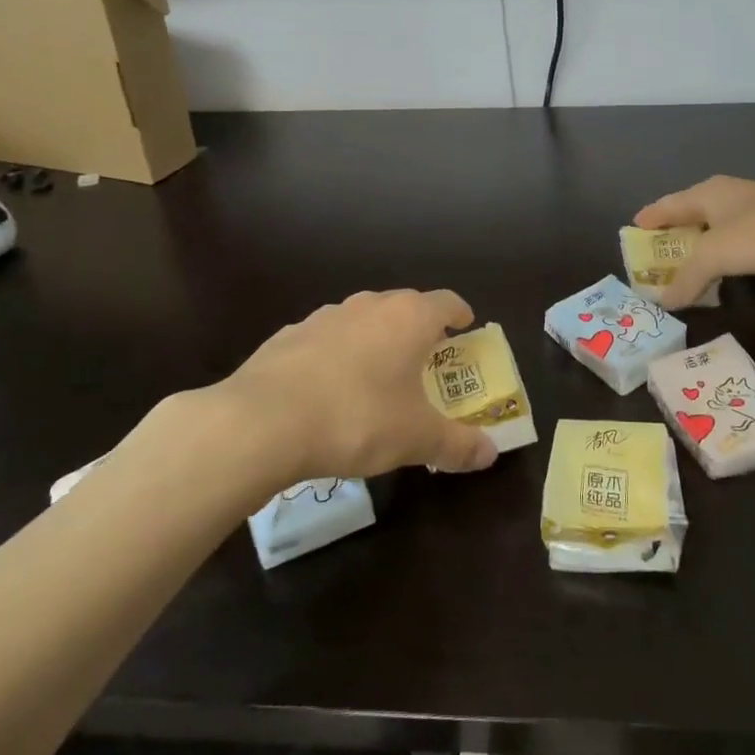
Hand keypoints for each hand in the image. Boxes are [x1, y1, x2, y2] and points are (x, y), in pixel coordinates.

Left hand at [212, 289, 498, 485]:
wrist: (262, 421)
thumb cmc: (357, 418)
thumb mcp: (416, 439)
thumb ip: (457, 444)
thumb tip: (491, 454)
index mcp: (408, 318)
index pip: (446, 301)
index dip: (460, 313)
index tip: (465, 327)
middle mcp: (369, 306)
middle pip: (404, 306)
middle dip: (418, 329)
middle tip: (426, 359)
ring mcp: (325, 317)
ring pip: (363, 320)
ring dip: (376, 339)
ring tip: (377, 375)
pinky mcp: (289, 335)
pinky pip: (326, 339)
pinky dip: (337, 355)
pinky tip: (328, 389)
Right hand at [634, 176, 754, 306]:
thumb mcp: (715, 256)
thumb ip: (687, 279)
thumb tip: (665, 301)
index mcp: (706, 193)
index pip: (667, 205)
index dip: (649, 219)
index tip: (632, 232)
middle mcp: (725, 195)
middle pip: (689, 213)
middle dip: (672, 234)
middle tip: (656, 256)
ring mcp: (752, 207)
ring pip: (714, 226)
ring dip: (699, 245)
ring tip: (687, 266)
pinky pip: (735, 237)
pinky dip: (723, 252)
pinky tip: (726, 267)